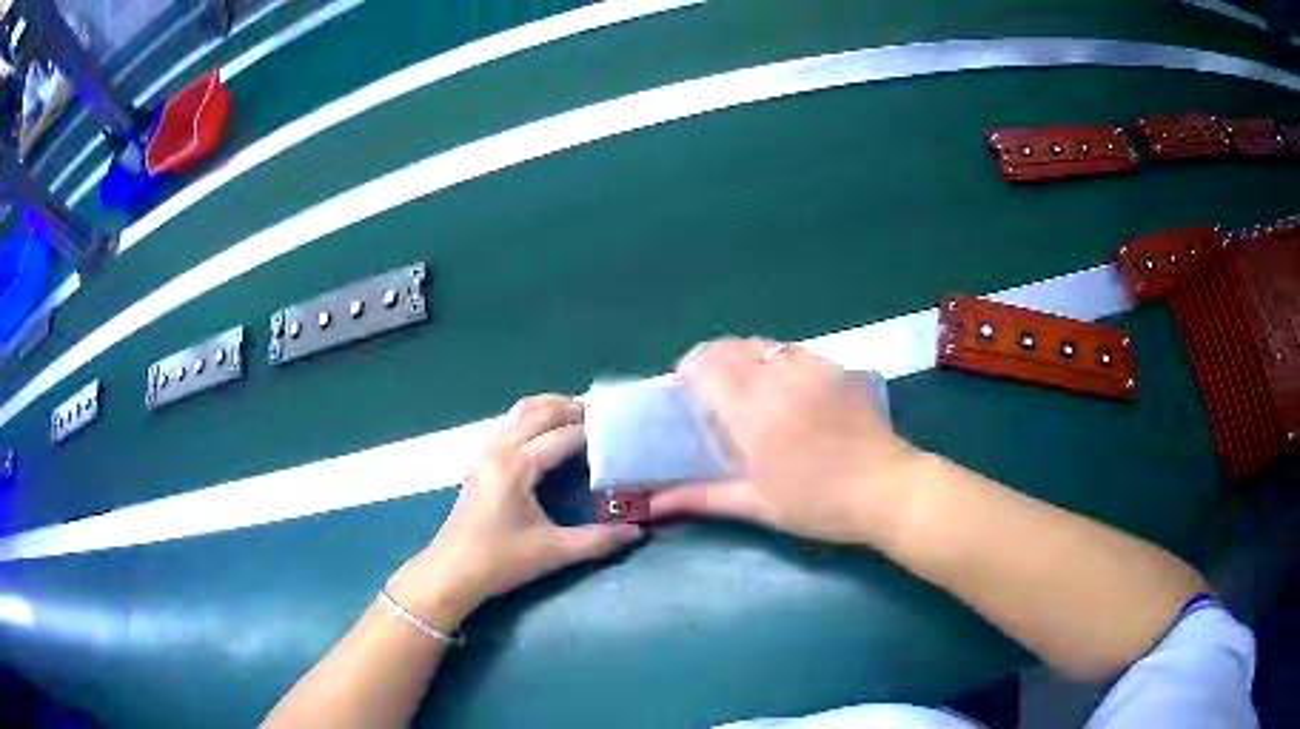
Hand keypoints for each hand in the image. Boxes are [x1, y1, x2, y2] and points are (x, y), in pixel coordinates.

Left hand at [388, 396, 642, 628]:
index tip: (623, 432)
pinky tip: (550, 436)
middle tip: (606, 418)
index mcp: (517, 465)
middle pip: (540, 411)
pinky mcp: (481, 462)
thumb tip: (637, 532)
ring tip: (582, 418)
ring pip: (520, 412)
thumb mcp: (553, 552)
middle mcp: (500, 449)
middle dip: (573, 408)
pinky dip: (534, 419)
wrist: (451, 572)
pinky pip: (510, 424)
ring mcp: (486, 453)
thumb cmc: (500, 561)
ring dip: (551, 408)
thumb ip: (598, 540)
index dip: (595, 432)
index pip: (564, 436)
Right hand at [648, 337, 922, 544]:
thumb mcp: (757, 505)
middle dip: (710, 359)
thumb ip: (702, 498)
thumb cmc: (818, 503)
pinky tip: (785, 385)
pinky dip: (777, 358)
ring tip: (744, 384)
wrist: (887, 489)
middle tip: (708, 388)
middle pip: (731, 346)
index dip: (688, 370)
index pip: (705, 366)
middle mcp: (777, 378)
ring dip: (743, 355)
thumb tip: (653, 507)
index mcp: (751, 411)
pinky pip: (795, 351)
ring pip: (763, 344)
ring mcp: (811, 368)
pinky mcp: (837, 369)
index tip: (684, 390)